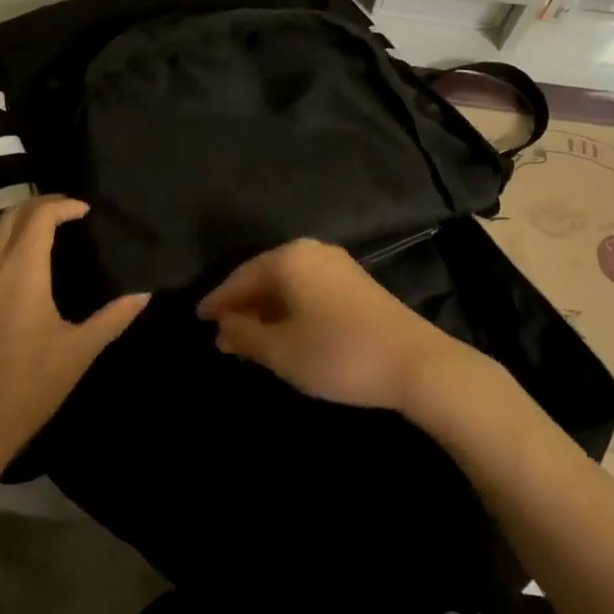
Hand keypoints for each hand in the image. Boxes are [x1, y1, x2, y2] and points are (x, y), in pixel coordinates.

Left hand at [0, 196, 148, 500]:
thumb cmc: (25, 389)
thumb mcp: (77, 353)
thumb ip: (113, 318)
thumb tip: (144, 295)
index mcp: (20, 271)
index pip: (39, 216)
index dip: (63, 205)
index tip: (85, 211)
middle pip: (9, 216)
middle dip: (38, 206)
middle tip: (65, 214)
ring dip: (15, 228)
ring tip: (42, 240)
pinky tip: (13, 281)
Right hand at [196, 239, 466, 412]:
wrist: (415, 362)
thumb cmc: (337, 353)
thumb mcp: (281, 351)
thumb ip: (245, 335)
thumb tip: (223, 326)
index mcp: (288, 258)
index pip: (240, 277)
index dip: (217, 300)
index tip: (197, 318)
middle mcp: (311, 251)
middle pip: (264, 276)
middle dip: (242, 306)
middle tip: (221, 335)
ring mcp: (337, 265)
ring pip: (287, 284)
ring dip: (265, 310)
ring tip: (247, 340)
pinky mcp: (355, 283)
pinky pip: (308, 289)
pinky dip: (289, 309)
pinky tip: (283, 333)